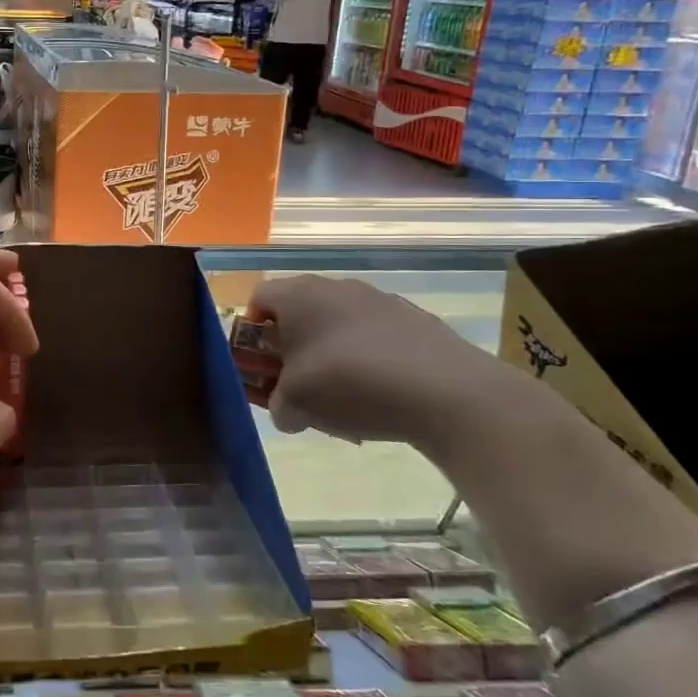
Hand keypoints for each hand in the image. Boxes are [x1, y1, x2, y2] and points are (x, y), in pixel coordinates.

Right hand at [249, 275, 531, 449]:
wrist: (446, 391)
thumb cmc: (349, 384)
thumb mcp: (295, 405)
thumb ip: (278, 405)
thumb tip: (287, 410)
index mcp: (298, 295)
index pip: (258, 298)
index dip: (251, 330)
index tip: (262, 364)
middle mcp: (336, 287)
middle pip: (299, 310)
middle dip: (292, 345)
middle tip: (295, 383)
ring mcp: (380, 300)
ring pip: (339, 323)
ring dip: (330, 353)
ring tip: (341, 395)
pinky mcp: (415, 320)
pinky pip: (375, 337)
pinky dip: (368, 359)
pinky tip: (380, 395)